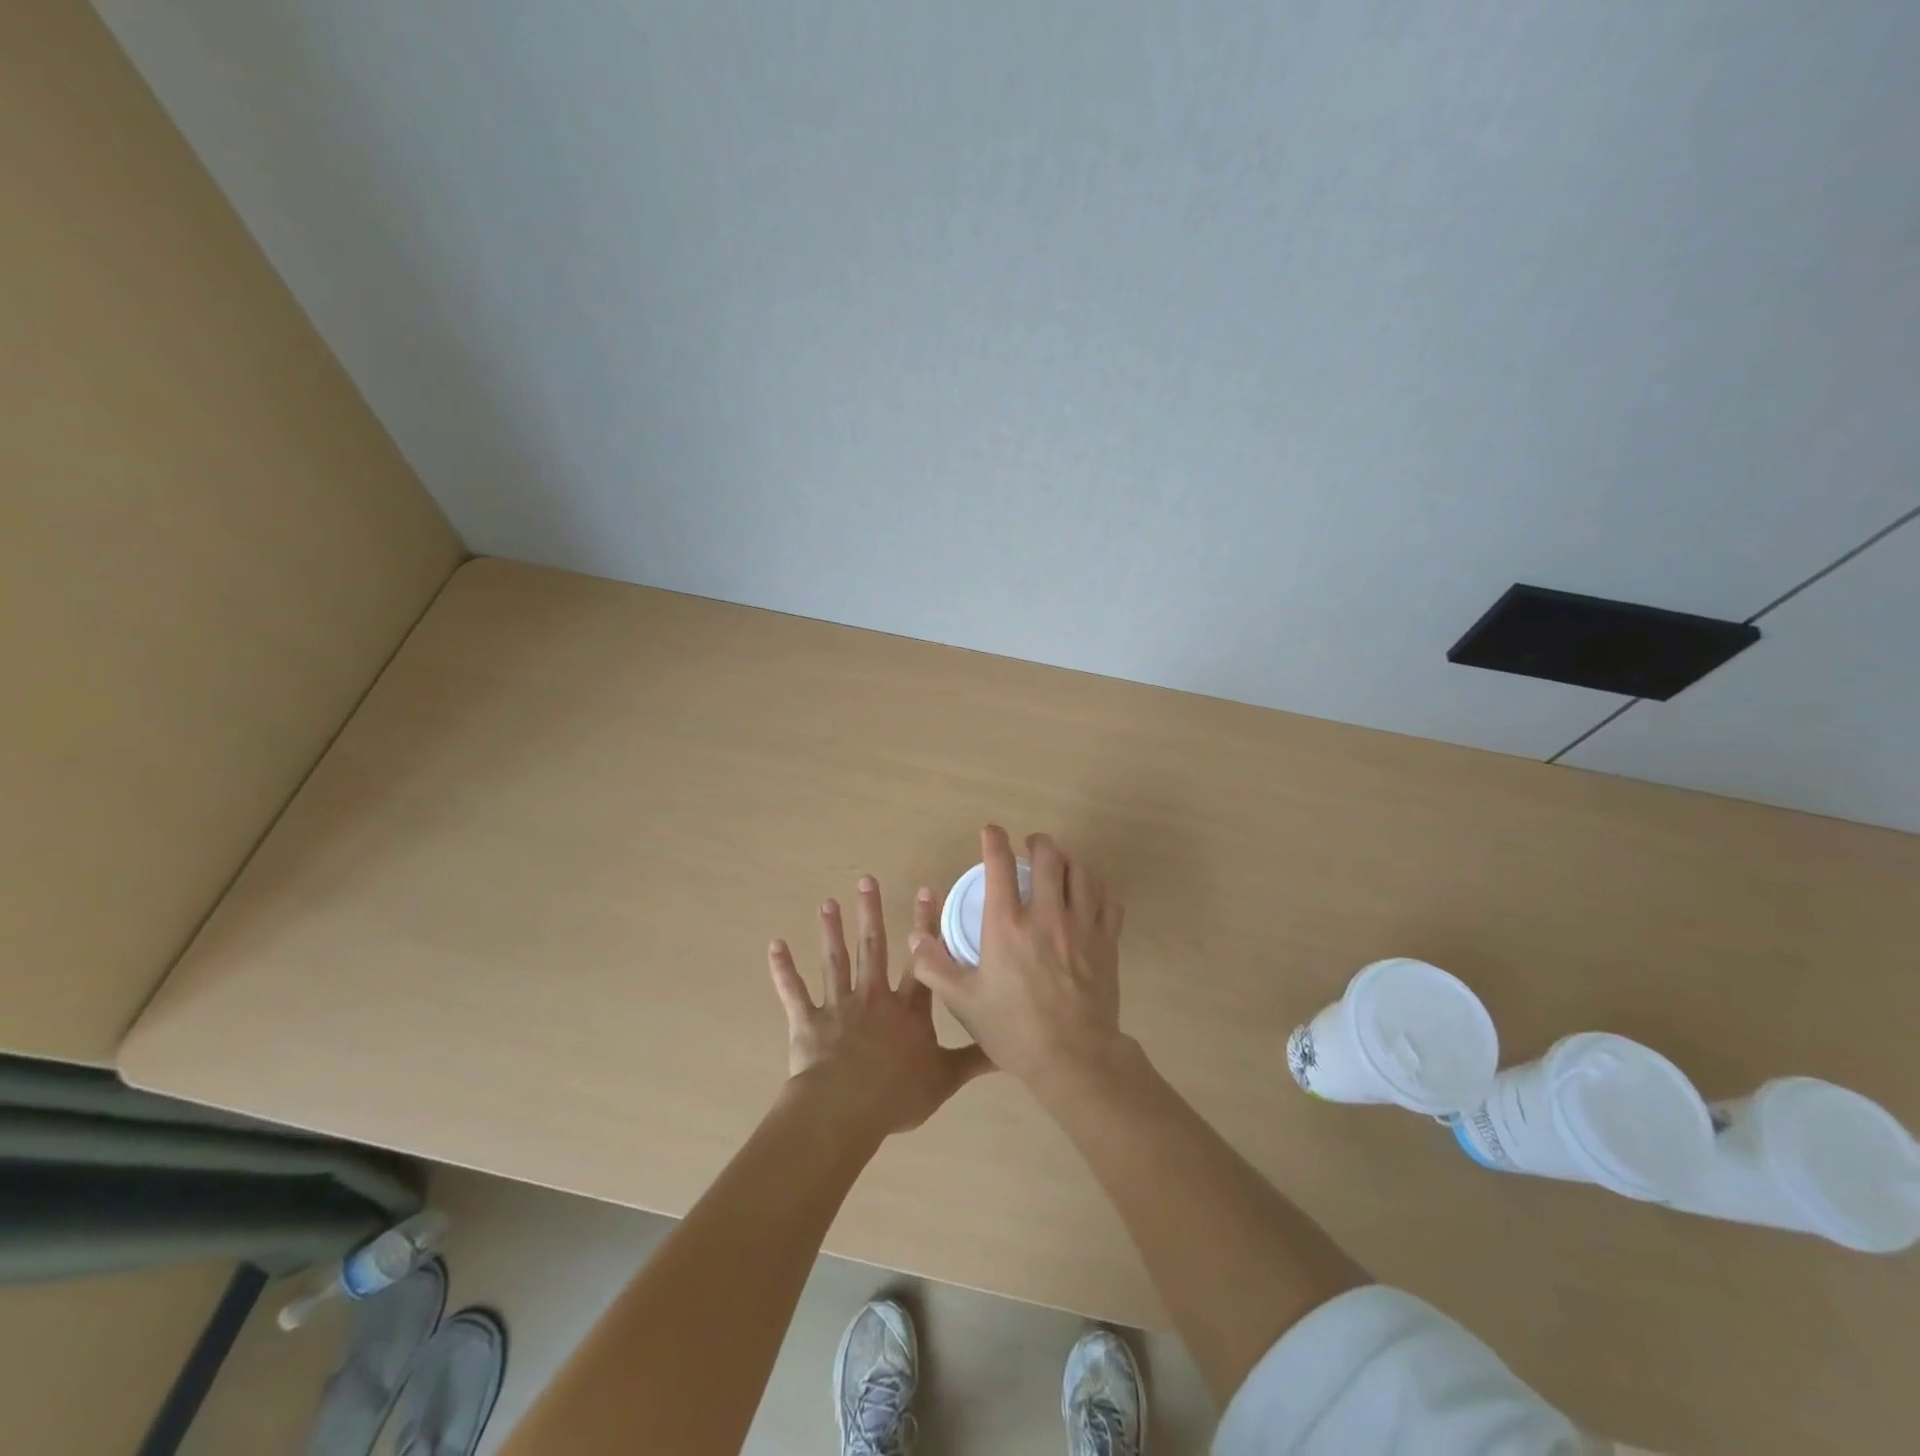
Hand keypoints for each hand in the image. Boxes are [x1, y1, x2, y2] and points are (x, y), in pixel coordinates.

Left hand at [769, 876, 992, 1137]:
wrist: (846, 1108)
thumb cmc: (897, 1093)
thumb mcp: (945, 1078)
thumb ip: (973, 1060)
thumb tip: (1009, 1048)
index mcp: (907, 1010)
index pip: (921, 961)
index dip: (925, 927)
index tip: (924, 890)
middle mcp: (873, 998)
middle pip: (872, 948)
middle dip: (870, 913)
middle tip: (867, 879)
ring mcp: (838, 1007)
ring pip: (835, 961)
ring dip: (831, 931)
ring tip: (828, 903)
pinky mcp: (807, 1022)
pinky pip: (793, 992)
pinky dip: (783, 969)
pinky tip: (774, 945)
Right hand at [909, 827, 1126, 1087]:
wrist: (1073, 1058)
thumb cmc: (1013, 1029)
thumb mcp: (963, 1001)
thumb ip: (934, 966)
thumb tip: (915, 937)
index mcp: (1007, 925)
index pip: (1000, 866)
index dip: (994, 841)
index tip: (991, 832)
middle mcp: (1046, 915)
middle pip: (1049, 857)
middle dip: (1038, 843)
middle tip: (1030, 845)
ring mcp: (1082, 926)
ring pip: (1081, 873)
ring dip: (1068, 860)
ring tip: (1059, 865)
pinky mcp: (1107, 941)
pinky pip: (1107, 899)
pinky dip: (1097, 888)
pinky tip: (1089, 894)